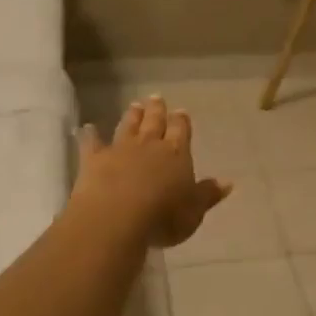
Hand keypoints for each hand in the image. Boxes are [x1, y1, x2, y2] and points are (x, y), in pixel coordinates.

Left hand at [73, 96, 232, 247]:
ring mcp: (120, 149)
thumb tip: (228, 182)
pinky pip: (92, 143)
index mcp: (177, 153)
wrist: (116, 217)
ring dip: (132, 116)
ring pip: (128, 127)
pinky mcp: (94, 160)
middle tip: (156, 98)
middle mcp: (150, 145)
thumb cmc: (163, 217)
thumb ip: (208, 194)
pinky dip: (90, 135)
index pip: (181, 130)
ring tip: (135, 105)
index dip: (181, 121)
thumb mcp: (194, 211)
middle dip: (157, 110)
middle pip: (155, 122)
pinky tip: (87, 128)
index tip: (180, 111)